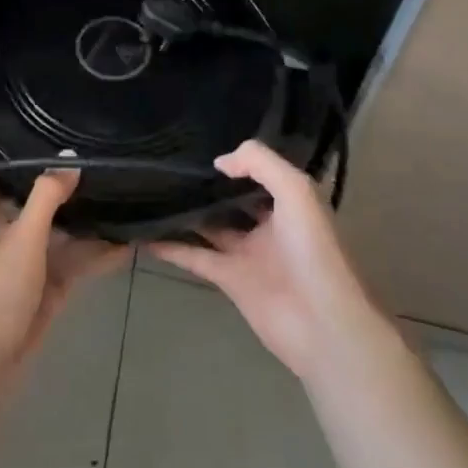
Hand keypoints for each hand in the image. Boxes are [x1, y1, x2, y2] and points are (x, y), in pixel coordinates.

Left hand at [0, 172, 128, 383]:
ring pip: (61, 236)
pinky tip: (125, 243)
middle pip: (40, 205)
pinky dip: (95, 256)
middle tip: (107, 166)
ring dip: (88, 224)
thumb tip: (71, 161)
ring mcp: (27, 264)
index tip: (64, 141)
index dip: (34, 160)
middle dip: (70, 191)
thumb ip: (47, 196)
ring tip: (125, 199)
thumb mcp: (22, 236)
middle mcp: (6, 233)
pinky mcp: (46, 290)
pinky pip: (73, 265)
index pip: (9, 176)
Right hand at [149, 140, 381, 383]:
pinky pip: (194, 257)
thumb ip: (258, 163)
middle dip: (208, 184)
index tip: (203, 142)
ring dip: (185, 212)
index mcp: (290, 203)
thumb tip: (219, 162)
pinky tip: (144, 234)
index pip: (260, 173)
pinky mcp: (230, 279)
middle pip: (232, 199)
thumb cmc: (314, 250)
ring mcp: (248, 253)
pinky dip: (171, 247)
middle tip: (170, 162)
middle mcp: (269, 225)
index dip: (237, 159)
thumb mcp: (295, 190)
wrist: (323, 324)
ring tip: (151, 191)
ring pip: (210, 225)